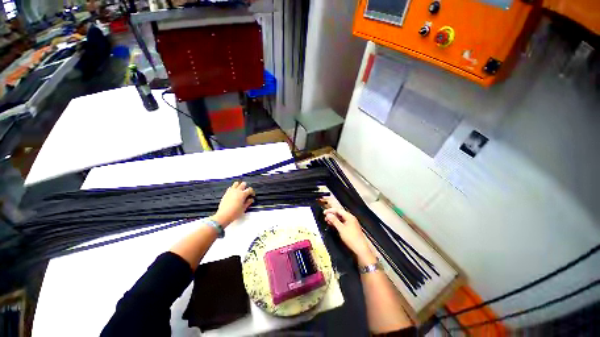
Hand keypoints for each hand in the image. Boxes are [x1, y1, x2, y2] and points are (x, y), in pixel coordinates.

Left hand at [212, 182, 254, 226]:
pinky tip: (233, 193)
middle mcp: (237, 191)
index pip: (250, 189)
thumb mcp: (244, 208)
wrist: (224, 215)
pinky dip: (233, 188)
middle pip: (243, 184)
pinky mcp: (226, 193)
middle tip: (246, 192)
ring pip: (236, 183)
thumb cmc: (234, 213)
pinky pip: (230, 187)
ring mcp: (231, 191)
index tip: (252, 195)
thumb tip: (251, 199)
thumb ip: (248, 202)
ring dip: (239, 185)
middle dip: (246, 187)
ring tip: (240, 190)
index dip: (252, 192)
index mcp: (243, 194)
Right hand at [324, 208, 376, 265]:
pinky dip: (337, 223)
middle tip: (325, 218)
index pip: (338, 210)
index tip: (324, 213)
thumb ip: (334, 220)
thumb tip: (328, 214)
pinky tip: (333, 225)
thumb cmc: (351, 238)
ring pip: (341, 218)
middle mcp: (351, 218)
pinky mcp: (351, 228)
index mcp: (349, 216)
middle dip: (332, 215)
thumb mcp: (341, 229)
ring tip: (328, 222)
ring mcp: (351, 223)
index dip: (330, 210)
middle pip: (340, 213)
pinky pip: (342, 222)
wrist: (360, 249)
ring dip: (334, 219)